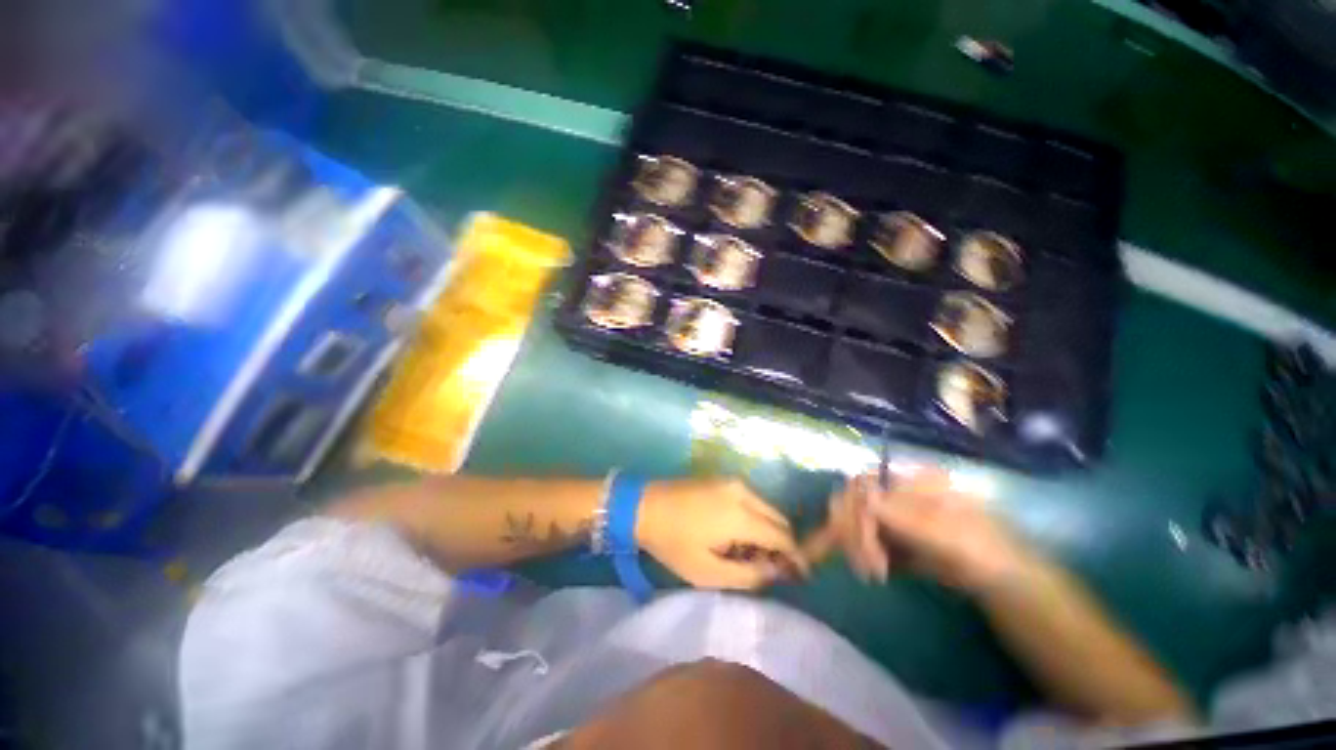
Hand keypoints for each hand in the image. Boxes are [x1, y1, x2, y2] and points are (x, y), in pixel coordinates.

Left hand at [636, 478, 807, 589]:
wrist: (643, 505)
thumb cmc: (673, 543)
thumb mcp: (708, 572)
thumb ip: (749, 575)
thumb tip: (777, 572)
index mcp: (742, 516)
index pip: (784, 537)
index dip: (794, 558)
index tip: (797, 577)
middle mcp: (744, 493)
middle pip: (779, 520)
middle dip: (781, 545)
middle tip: (769, 568)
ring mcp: (733, 482)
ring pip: (766, 508)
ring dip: (767, 530)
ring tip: (748, 553)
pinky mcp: (723, 479)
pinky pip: (751, 499)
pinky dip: (753, 517)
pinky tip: (735, 533)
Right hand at [819, 467, 1034, 589]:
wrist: (1001, 583)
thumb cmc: (984, 553)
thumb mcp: (950, 537)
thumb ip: (908, 519)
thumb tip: (866, 498)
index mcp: (912, 482)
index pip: (865, 484)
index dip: (856, 508)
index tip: (864, 542)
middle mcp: (895, 492)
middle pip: (854, 500)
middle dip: (854, 531)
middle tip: (865, 564)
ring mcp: (891, 513)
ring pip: (853, 519)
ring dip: (855, 545)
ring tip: (871, 573)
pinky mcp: (889, 535)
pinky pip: (862, 537)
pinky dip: (860, 552)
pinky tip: (871, 572)